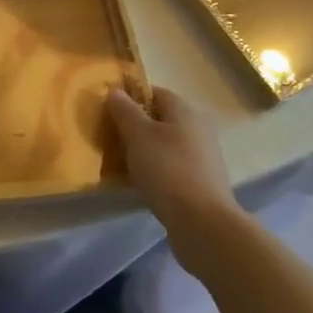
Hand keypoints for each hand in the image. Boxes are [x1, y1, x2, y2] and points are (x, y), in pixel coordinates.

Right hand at [106, 85, 236, 225]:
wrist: (203, 222)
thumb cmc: (167, 169)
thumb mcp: (138, 135)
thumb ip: (124, 110)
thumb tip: (115, 90)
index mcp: (185, 111)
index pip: (154, 92)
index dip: (130, 98)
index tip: (109, 112)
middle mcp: (198, 128)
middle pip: (160, 119)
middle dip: (135, 126)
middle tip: (111, 138)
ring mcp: (203, 156)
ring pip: (165, 144)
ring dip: (144, 150)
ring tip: (121, 163)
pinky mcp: (202, 181)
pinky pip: (172, 166)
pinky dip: (155, 170)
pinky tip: (140, 183)